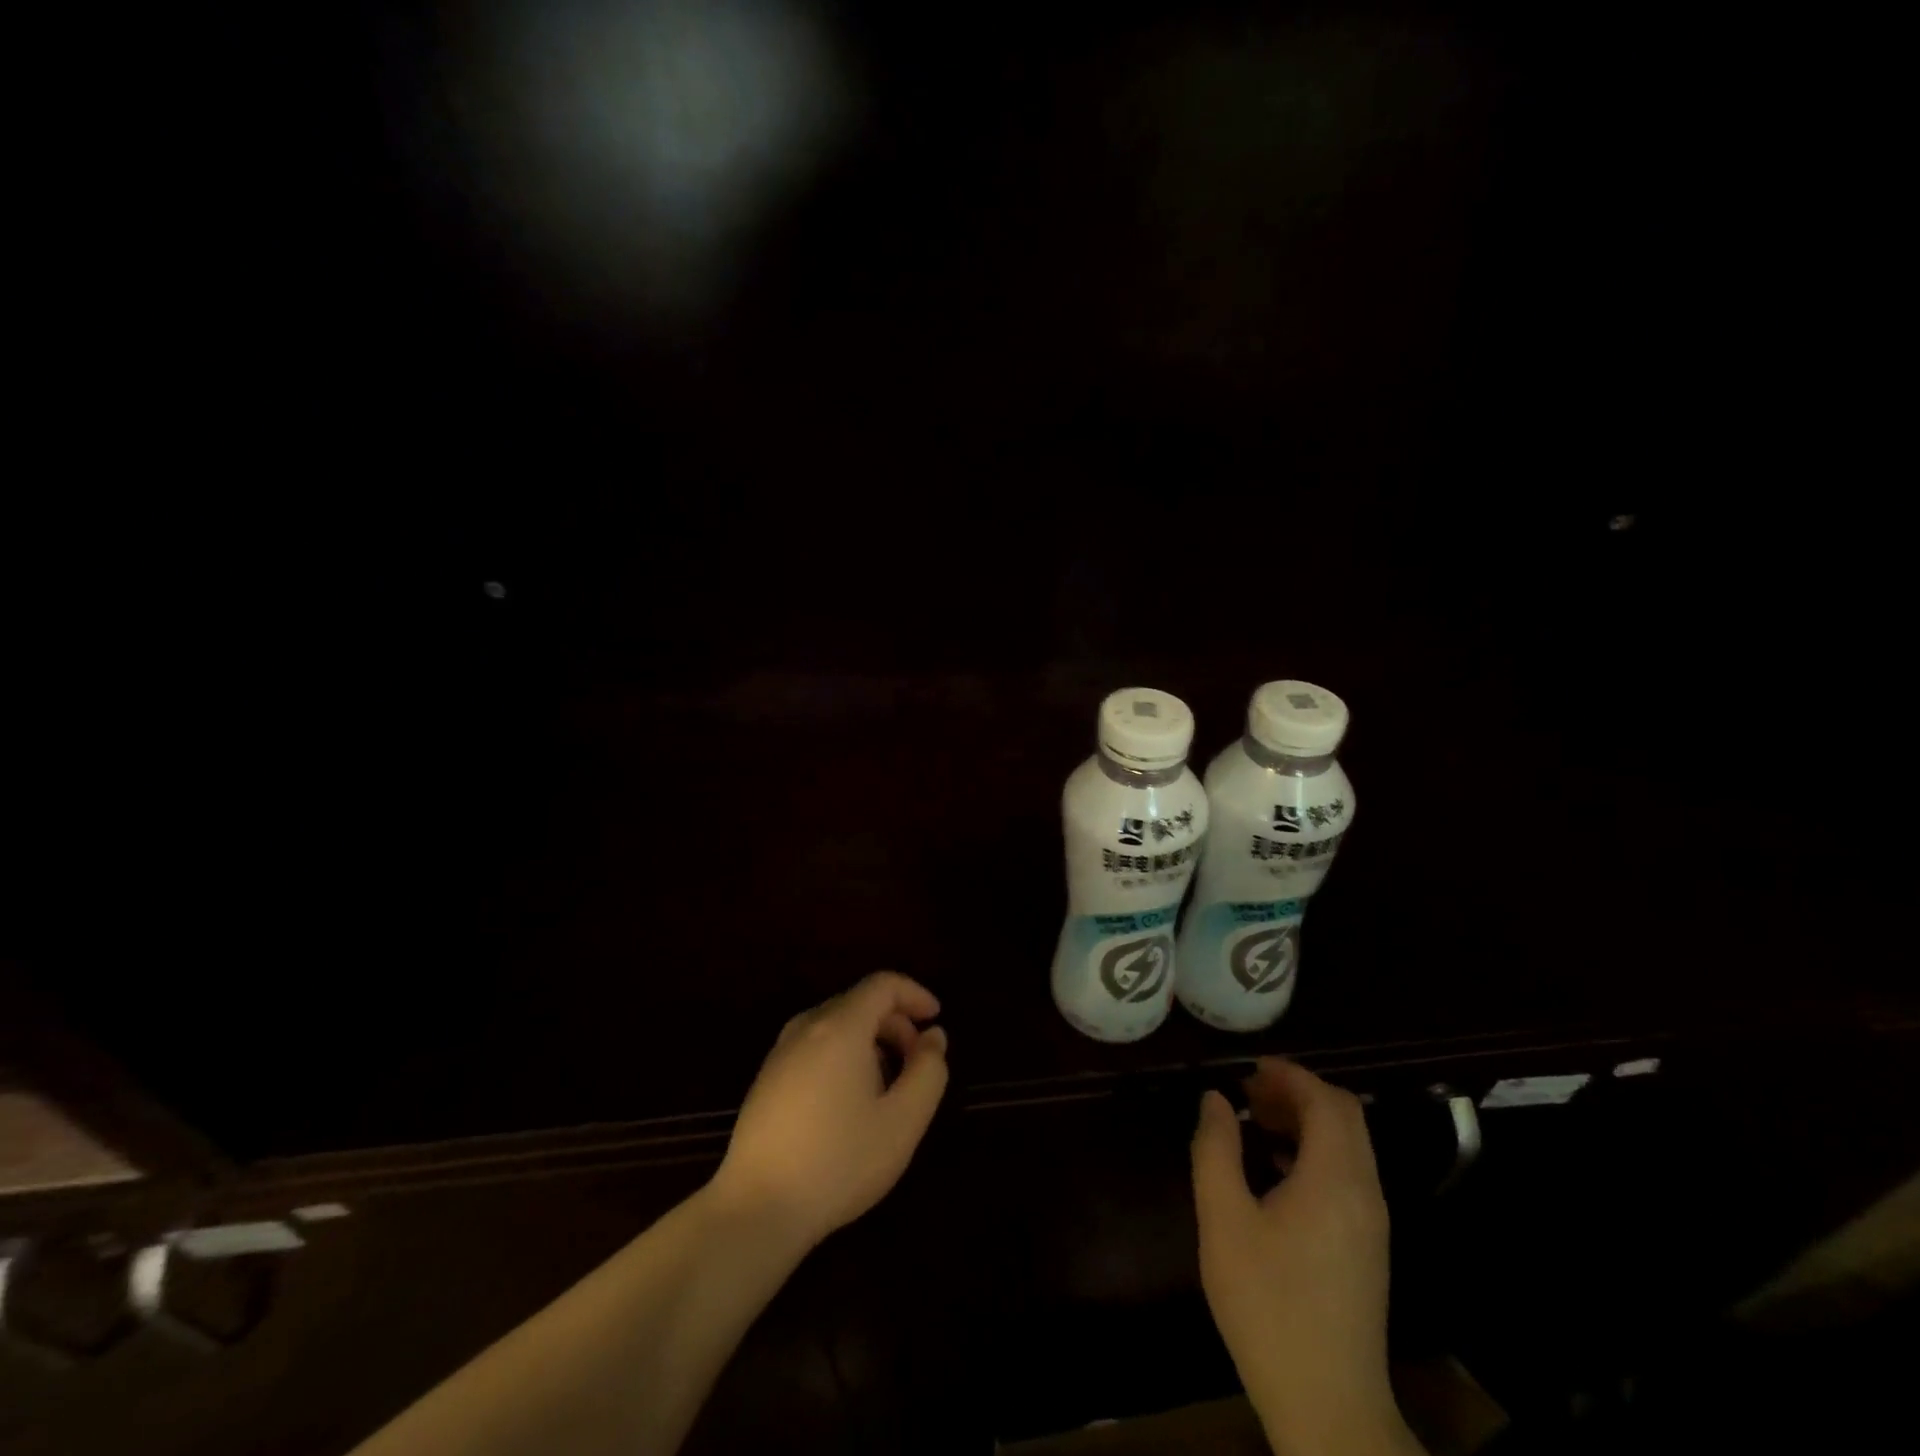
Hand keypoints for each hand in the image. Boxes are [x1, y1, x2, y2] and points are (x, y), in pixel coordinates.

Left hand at [709, 972, 949, 1254]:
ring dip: (869, 1040)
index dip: (914, 994)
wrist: (757, 1209)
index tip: (935, 1019)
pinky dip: (843, 1054)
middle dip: (895, 1022)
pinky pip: (814, 1046)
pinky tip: (849, 1101)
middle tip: (917, 1061)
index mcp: (840, 1027)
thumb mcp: (903, 1120)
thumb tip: (933, 1036)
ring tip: (887, 1084)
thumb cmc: (839, 1161)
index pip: (882, 984)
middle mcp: (806, 1028)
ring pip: (835, 1025)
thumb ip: (928, 1071)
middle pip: (858, 1002)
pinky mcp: (766, 1080)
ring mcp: (780, 1053)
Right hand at [1192, 1060, 1419, 1455]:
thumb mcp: (1223, 1219)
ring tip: (1255, 1122)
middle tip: (1249, 1092)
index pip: (1326, 1100)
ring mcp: (1372, 1221)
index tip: (1248, 1068)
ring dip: (1305, 1121)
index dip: (1289, 1074)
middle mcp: (1365, 1191)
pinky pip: (1347, 1174)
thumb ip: (1215, 1149)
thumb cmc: (1267, 1302)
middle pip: (1344, 1116)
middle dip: (1297, 1092)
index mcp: (1335, 1178)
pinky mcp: (1368, 1245)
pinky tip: (1274, 1169)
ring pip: (1348, 1145)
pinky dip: (1314, 1152)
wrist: (1327, 1402)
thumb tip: (1216, 1099)